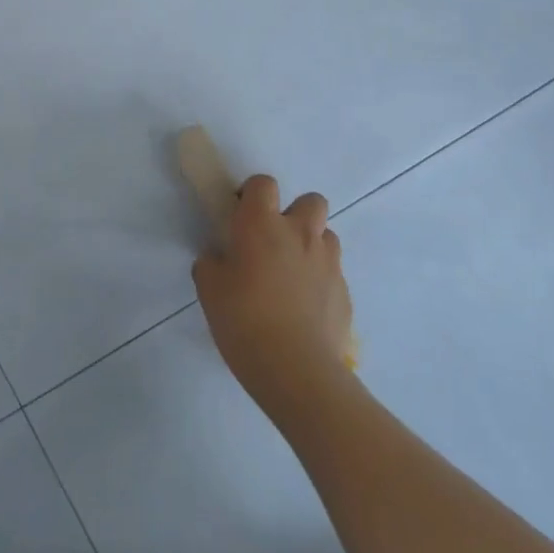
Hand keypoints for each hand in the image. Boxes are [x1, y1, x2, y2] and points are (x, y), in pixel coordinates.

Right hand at [194, 176, 354, 409]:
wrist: (296, 369)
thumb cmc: (244, 320)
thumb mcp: (209, 289)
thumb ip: (212, 264)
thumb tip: (219, 259)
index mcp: (262, 224)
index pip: (263, 183)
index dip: (252, 194)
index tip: (241, 215)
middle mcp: (300, 233)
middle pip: (311, 200)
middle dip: (295, 213)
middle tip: (274, 241)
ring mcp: (328, 263)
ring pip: (326, 235)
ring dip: (310, 245)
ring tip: (291, 274)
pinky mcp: (345, 293)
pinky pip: (333, 273)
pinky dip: (320, 281)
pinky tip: (304, 308)